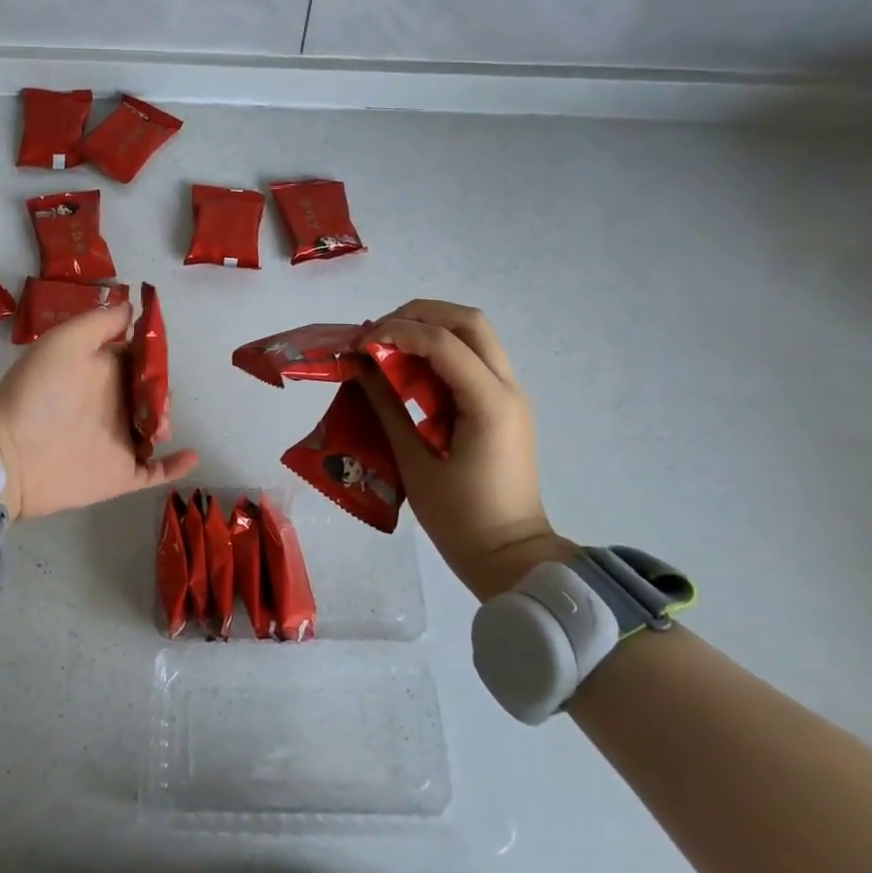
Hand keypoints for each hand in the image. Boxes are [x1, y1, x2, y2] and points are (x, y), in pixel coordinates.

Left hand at [0, 303, 198, 521]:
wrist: (11, 453)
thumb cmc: (38, 392)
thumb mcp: (66, 342)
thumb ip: (100, 323)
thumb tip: (132, 307)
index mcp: (100, 372)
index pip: (137, 360)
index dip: (152, 357)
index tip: (160, 356)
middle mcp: (112, 404)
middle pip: (152, 393)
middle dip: (163, 392)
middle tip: (158, 400)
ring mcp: (118, 440)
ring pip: (157, 428)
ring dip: (168, 422)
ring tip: (160, 426)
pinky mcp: (120, 474)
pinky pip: (155, 471)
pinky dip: (176, 465)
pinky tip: (191, 455)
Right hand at [360, 301, 573, 599]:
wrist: (510, 557)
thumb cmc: (460, 518)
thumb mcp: (414, 461)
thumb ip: (387, 406)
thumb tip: (361, 366)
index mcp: (489, 403)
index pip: (443, 342)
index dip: (397, 332)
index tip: (360, 344)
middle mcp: (508, 388)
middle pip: (469, 321)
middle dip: (419, 314)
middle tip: (379, 332)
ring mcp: (510, 395)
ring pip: (475, 335)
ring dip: (430, 328)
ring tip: (389, 345)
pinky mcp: (502, 406)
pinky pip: (472, 360)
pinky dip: (439, 351)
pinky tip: (408, 369)